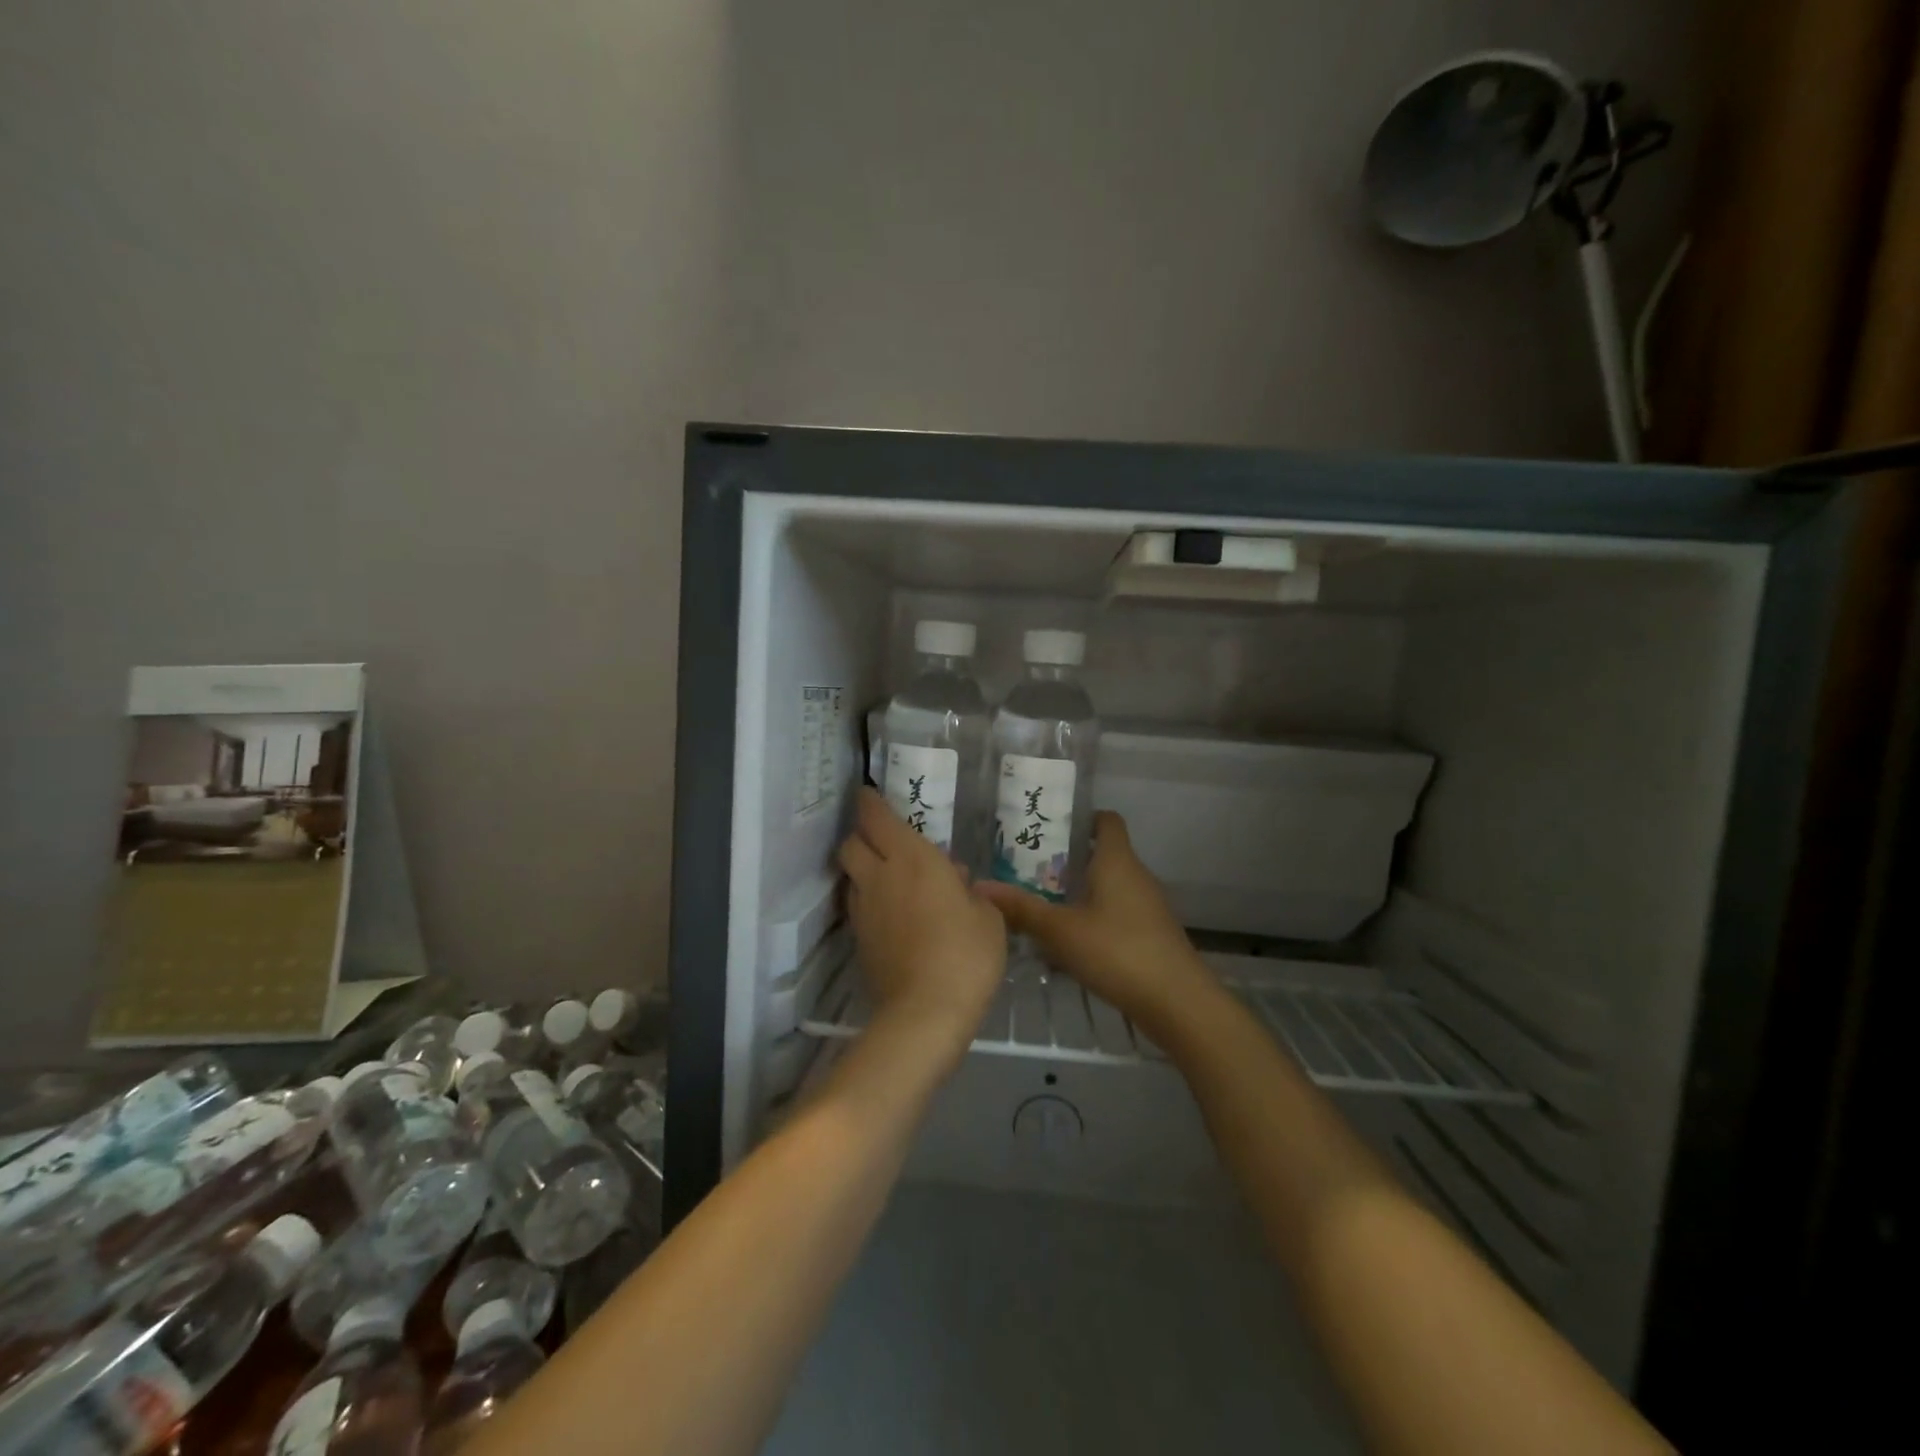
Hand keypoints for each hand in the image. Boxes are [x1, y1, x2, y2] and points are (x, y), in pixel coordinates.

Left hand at [837, 788, 1006, 1060]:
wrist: (926, 1012)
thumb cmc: (966, 953)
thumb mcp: (987, 916)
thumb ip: (970, 891)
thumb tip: (955, 880)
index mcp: (912, 858)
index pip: (877, 817)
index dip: (869, 801)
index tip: (869, 793)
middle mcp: (880, 876)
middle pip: (851, 843)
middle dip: (861, 834)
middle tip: (881, 837)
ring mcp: (865, 910)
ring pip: (851, 875)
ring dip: (864, 868)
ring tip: (889, 876)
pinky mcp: (859, 940)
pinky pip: (859, 906)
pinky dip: (869, 899)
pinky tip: (891, 912)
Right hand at [977, 811, 1217, 1034]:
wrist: (1178, 1002)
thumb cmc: (1117, 951)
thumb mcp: (1060, 931)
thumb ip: (1022, 909)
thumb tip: (981, 887)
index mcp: (1117, 861)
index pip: (1106, 821)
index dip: (1081, 818)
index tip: (1050, 827)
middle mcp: (1136, 875)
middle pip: (1102, 854)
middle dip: (1067, 860)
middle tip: (1028, 869)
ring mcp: (1147, 906)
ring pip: (1108, 887)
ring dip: (1079, 892)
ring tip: (1041, 903)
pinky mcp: (1151, 934)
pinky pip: (1116, 913)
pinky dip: (1093, 918)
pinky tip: (1069, 941)